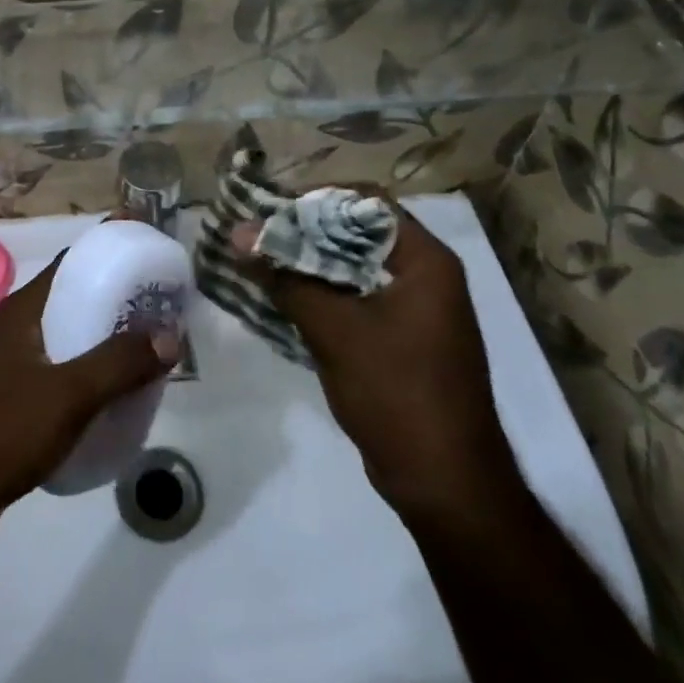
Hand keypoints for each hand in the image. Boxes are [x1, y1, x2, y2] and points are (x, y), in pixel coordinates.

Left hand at [0, 252, 179, 560]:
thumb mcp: (68, 395)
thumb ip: (118, 363)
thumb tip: (170, 334)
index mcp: (22, 311)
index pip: (72, 264)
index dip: (111, 254)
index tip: (153, 259)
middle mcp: (13, 330)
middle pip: (72, 303)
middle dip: (117, 306)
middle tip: (164, 313)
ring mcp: (8, 369)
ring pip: (66, 344)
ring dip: (104, 347)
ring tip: (149, 357)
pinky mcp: (8, 405)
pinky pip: (57, 379)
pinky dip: (86, 381)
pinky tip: (113, 402)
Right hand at [234, 189, 520, 524]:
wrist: (446, 484)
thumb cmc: (397, 393)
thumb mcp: (334, 330)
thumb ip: (285, 277)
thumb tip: (237, 233)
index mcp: (425, 261)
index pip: (367, 202)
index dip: (317, 198)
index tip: (271, 208)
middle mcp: (425, 275)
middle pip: (358, 232)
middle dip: (306, 231)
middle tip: (257, 234)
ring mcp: (416, 309)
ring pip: (354, 266)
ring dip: (309, 262)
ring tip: (260, 260)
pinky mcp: (402, 338)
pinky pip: (356, 297)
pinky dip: (321, 292)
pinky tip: (282, 297)